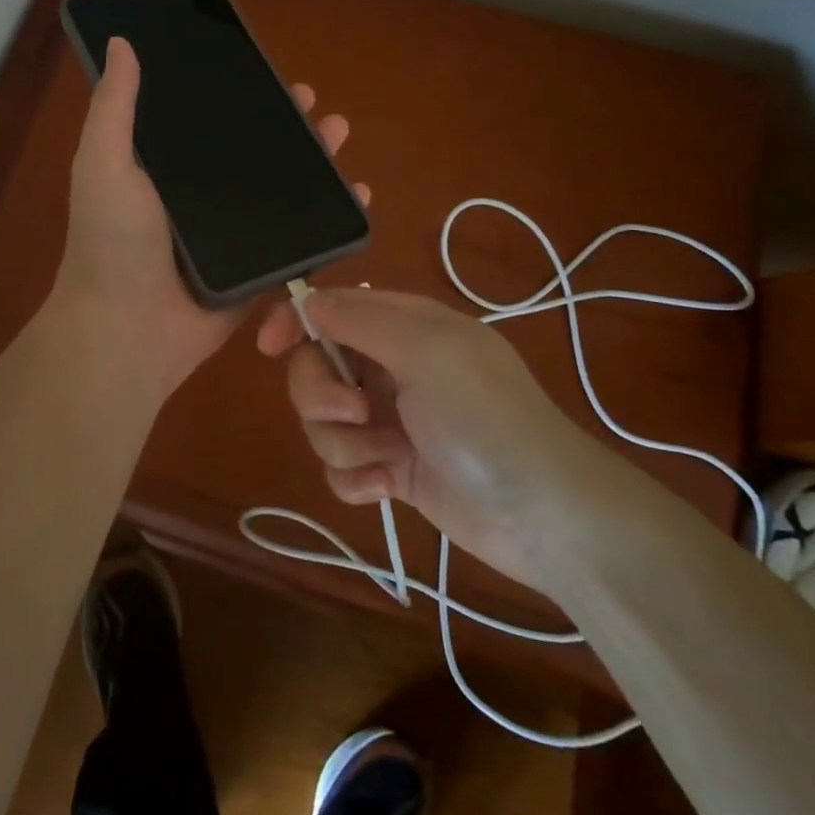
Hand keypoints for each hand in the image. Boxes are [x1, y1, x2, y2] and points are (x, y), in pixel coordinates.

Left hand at [53, 37, 369, 399]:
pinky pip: (300, 237)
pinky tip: (358, 195)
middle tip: (313, 103)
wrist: (128, 331)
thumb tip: (121, 41)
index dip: (237, 94)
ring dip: (315, 161)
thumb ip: (114, 106)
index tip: (266, 70)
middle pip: (253, 151)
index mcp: (165, 169)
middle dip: (286, 123)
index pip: (208, 120)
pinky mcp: (259, 270)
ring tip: (339, 132)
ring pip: (282, 189)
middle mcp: (201, 196)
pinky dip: (330, 217)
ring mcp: (233, 234)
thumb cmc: (113, 243)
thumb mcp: (103, 163)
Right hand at [256, 287, 622, 587]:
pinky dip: (358, 478)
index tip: (270, 346)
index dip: (295, 322)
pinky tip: (388, 488)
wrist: (544, 514)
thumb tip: (307, 300)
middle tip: (357, 413)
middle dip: (321, 395)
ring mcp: (391, 421)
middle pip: (316, 368)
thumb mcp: (426, 350)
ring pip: (323, 422)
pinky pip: (341, 467)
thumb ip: (359, 320)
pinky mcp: (392, 469)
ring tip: (387, 457)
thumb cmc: (484, 416)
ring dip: (344, 443)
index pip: (331, 309)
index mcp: (403, 327)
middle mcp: (392, 368)